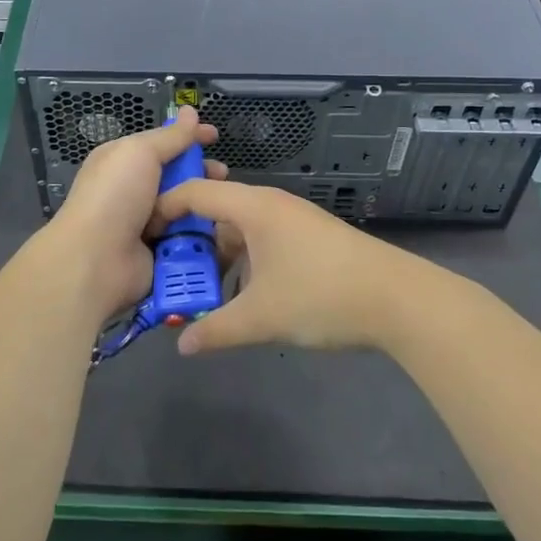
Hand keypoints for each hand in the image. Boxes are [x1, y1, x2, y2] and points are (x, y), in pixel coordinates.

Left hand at [43, 107, 224, 323]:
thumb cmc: (115, 196)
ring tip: (222, 203)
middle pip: (176, 176)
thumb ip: (170, 136)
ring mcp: (145, 224)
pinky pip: (186, 238)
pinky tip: (219, 229)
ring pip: (184, 208)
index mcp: (122, 162)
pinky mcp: (158, 253)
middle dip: (200, 173)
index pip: (161, 144)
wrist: (96, 260)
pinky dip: (200, 234)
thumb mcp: (141, 153)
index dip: (188, 138)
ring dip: (203, 205)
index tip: (215, 136)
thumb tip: (189, 111)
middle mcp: (132, 191)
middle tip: (223, 175)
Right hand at [146, 180, 409, 354]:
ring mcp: (293, 221)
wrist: (399, 300)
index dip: (163, 209)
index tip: (140, 235)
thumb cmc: (321, 295)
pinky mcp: (310, 240)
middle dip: (189, 243)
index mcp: (253, 207)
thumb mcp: (261, 317)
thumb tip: (183, 347)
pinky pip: (262, 243)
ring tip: (198, 291)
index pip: (195, 193)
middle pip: (216, 212)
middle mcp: (270, 205)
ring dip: (219, 258)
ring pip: (241, 231)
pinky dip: (244, 263)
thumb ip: (216, 329)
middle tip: (165, 273)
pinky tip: (241, 296)